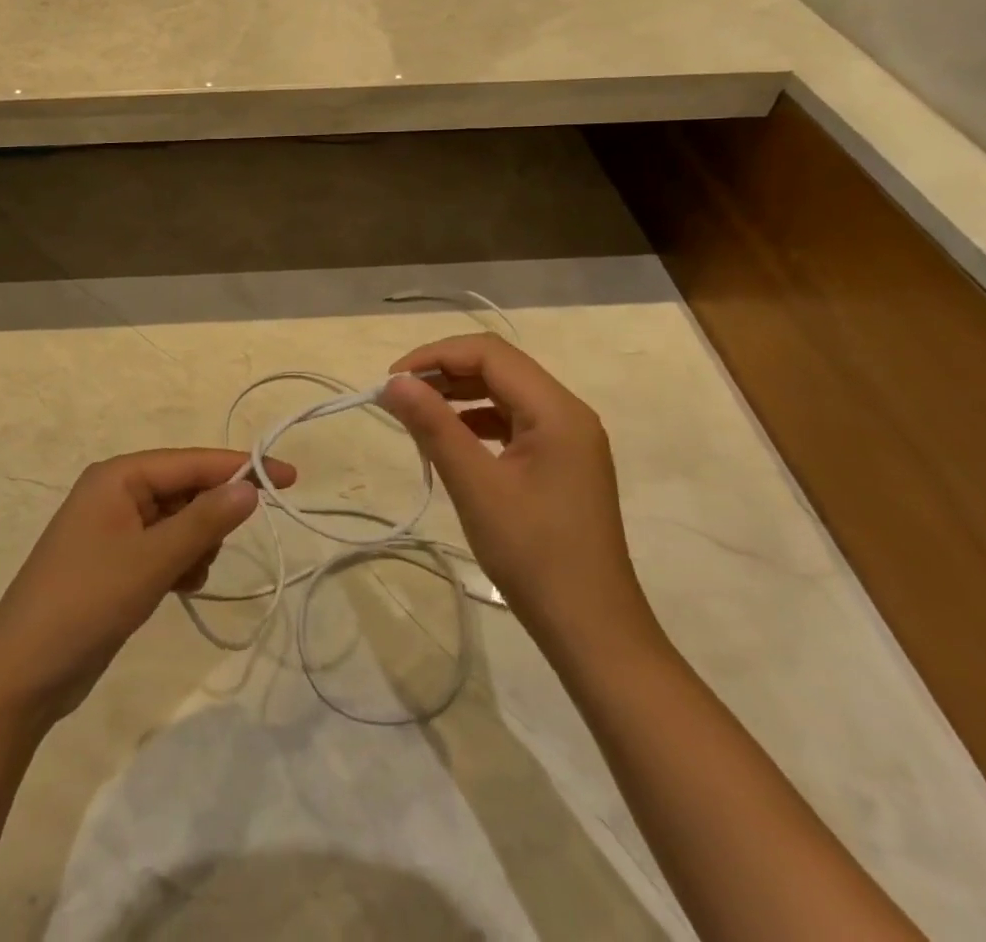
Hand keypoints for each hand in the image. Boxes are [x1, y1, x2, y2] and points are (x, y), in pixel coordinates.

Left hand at [0, 449, 294, 726]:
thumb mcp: (151, 561)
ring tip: (184, 578)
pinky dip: (179, 563)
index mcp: (118, 476)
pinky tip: (177, 589)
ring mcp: (114, 528)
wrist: (21, 676)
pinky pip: (164, 547)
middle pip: (186, 489)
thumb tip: (250, 486)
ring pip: (179, 521)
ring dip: (195, 545)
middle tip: (210, 553)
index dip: (241, 467)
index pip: (192, 461)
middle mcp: (116, 492)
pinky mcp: (115, 561)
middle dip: (210, 518)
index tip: (290, 477)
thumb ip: (204, 521)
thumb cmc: (85, 603)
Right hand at [379, 336, 655, 655]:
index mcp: (556, 410)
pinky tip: (450, 441)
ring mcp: (568, 439)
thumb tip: (395, 382)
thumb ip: (434, 426)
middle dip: (445, 373)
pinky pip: (512, 422)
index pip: (489, 353)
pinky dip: (476, 421)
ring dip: (458, 395)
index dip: (435, 356)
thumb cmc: (534, 554)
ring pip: (504, 394)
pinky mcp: (561, 463)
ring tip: (416, 414)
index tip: (393, 381)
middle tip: (398, 395)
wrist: (592, 631)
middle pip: (499, 368)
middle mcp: (567, 413)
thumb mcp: (476, 486)